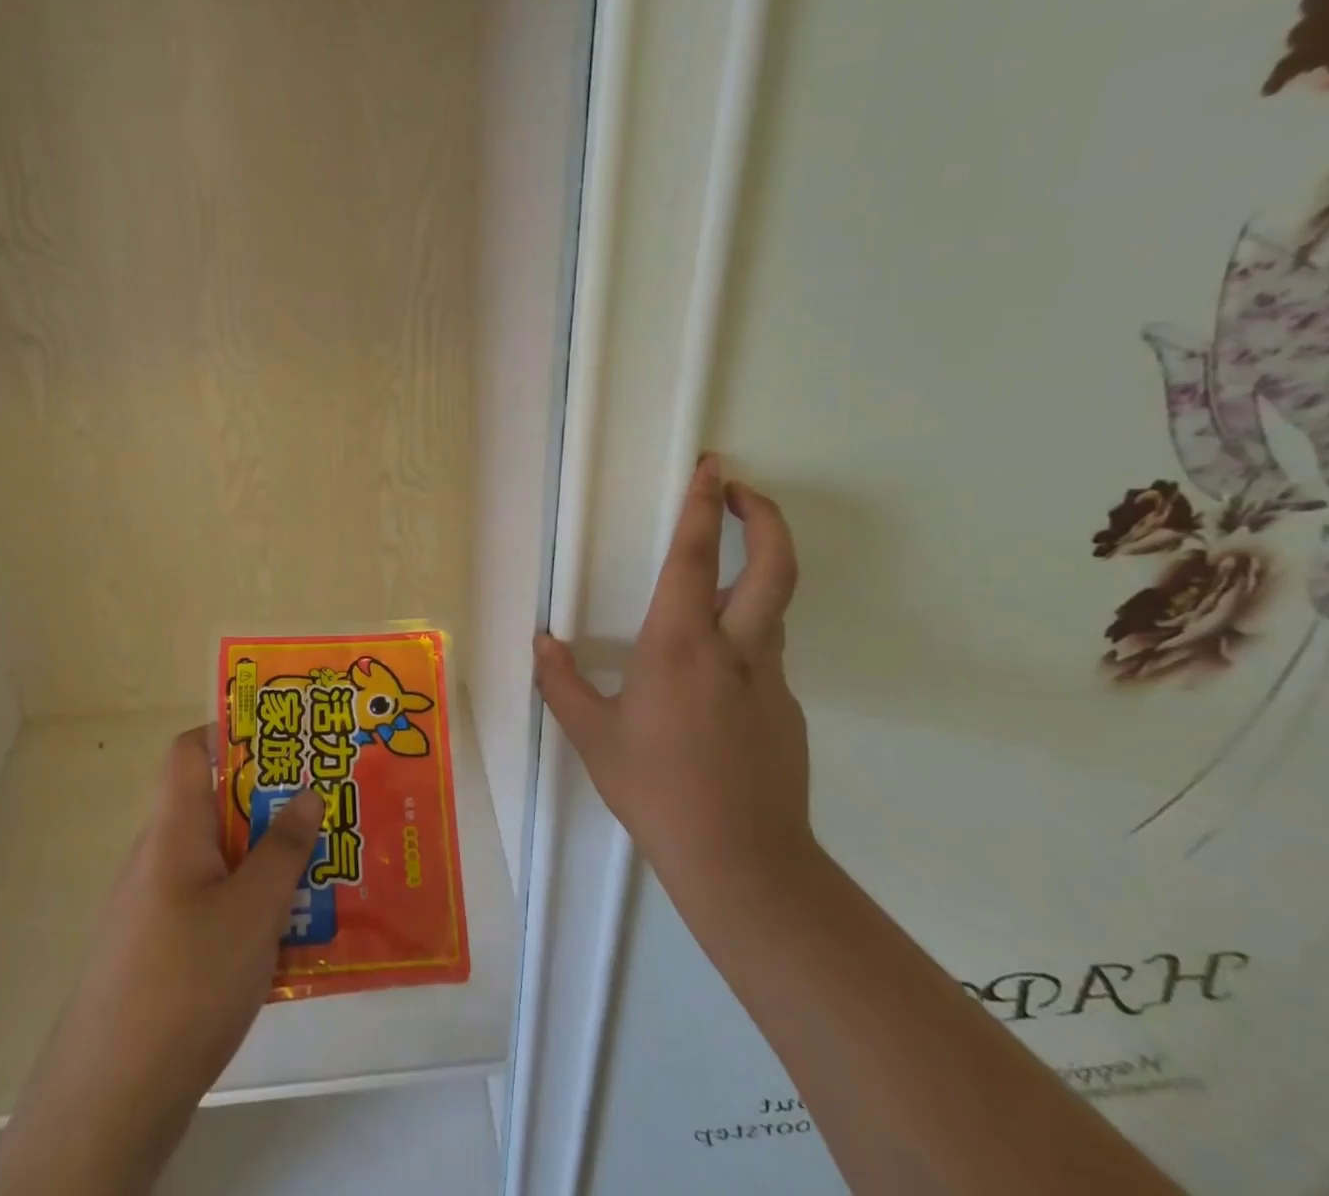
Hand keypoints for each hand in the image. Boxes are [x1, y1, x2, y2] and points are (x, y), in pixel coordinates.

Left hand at [0, 729, 322, 1195]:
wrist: (109, 1104)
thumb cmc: (187, 982)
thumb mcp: (254, 909)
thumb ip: (283, 847)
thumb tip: (305, 791)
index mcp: (173, 831)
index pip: (189, 752)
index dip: (231, 732)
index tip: (283, 739)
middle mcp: (158, 859)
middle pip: (215, 808)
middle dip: (269, 806)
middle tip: (323, 810)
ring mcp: (154, 909)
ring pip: (219, 863)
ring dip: (265, 863)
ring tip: (321, 874)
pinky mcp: (158, 955)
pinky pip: (211, 909)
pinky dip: (248, 910)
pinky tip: (289, 941)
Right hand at [533, 453, 813, 913]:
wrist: (741, 862)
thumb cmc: (657, 790)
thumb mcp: (594, 737)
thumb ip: (562, 684)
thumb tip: (542, 644)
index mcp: (680, 646)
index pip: (695, 557)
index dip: (704, 504)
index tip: (712, 467)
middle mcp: (734, 650)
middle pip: (774, 565)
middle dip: (764, 516)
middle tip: (742, 491)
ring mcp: (769, 679)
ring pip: (771, 608)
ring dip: (753, 572)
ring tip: (713, 576)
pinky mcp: (786, 708)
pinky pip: (764, 655)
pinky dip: (742, 637)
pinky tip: (708, 680)